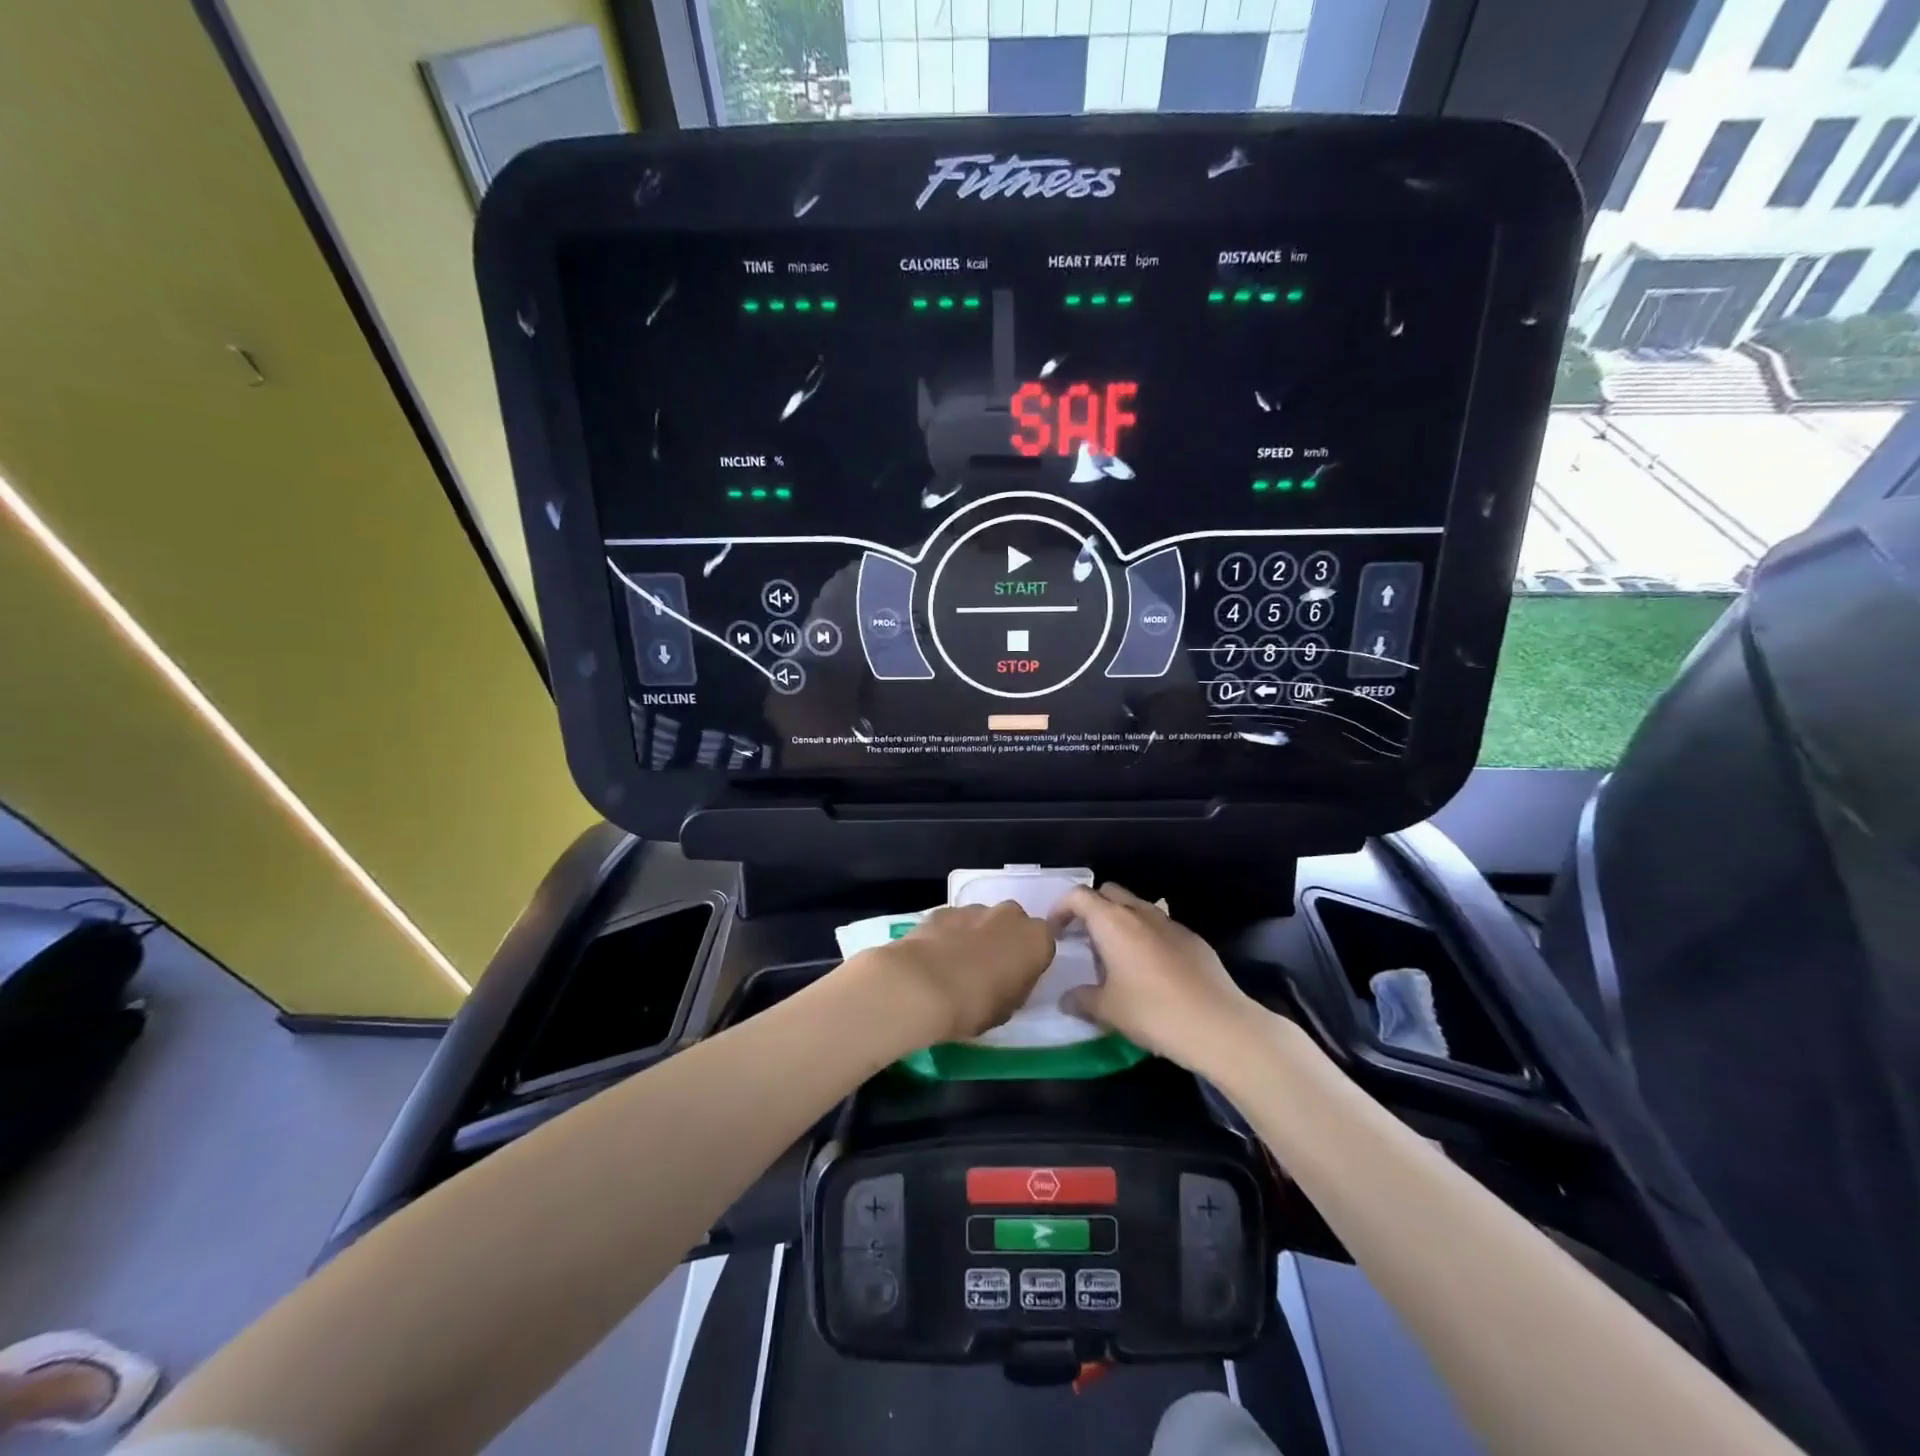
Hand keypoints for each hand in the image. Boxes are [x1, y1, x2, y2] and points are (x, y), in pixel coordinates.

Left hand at [867, 902, 1056, 1046]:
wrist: (922, 986)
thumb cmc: (975, 1005)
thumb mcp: (1008, 1008)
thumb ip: (1015, 986)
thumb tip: (1007, 979)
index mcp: (1036, 939)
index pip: (1043, 944)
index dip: (1029, 961)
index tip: (1016, 978)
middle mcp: (1010, 915)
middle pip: (1013, 924)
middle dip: (1003, 941)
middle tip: (988, 969)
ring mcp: (975, 908)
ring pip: (982, 920)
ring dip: (975, 936)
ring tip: (956, 966)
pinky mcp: (943, 909)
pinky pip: (953, 922)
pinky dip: (949, 935)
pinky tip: (935, 958)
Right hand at [1048, 883, 1258, 1073]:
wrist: (1218, 1024)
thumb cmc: (1153, 1011)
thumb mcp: (1108, 1010)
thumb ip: (1081, 999)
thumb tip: (1066, 999)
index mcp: (1113, 922)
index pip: (1079, 896)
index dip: (1061, 908)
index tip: (1054, 931)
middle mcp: (1140, 913)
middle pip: (1109, 893)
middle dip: (1091, 909)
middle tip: (1083, 938)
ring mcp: (1170, 923)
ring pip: (1137, 908)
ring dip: (1120, 922)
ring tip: (1115, 955)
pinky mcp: (1193, 939)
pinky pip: (1160, 927)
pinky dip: (1146, 937)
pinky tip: (1150, 970)